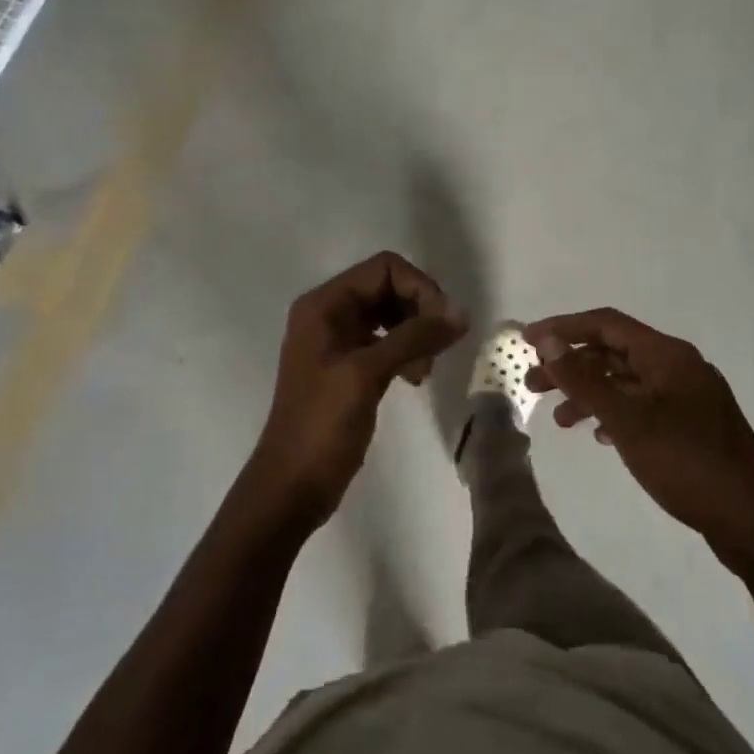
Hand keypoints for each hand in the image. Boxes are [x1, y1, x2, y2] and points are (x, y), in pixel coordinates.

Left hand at [250, 253, 466, 527]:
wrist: (292, 485)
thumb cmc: (322, 424)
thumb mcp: (367, 373)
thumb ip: (414, 337)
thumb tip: (461, 312)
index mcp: (325, 304)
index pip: (384, 268)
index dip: (420, 288)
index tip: (443, 323)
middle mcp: (330, 314)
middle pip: (389, 288)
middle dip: (420, 311)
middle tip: (438, 347)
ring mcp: (338, 341)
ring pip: (391, 316)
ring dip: (416, 334)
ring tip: (425, 369)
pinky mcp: (349, 367)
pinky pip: (387, 342)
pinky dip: (407, 352)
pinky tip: (416, 378)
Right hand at [524, 308, 753, 566]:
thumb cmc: (687, 462)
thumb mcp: (627, 419)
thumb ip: (584, 379)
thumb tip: (547, 340)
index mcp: (667, 355)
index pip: (607, 324)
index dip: (564, 328)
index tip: (527, 341)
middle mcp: (679, 367)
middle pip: (614, 353)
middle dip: (572, 366)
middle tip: (533, 387)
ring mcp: (689, 398)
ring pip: (628, 383)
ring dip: (591, 394)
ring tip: (561, 422)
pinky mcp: (693, 427)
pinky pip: (644, 408)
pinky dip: (616, 415)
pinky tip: (601, 437)